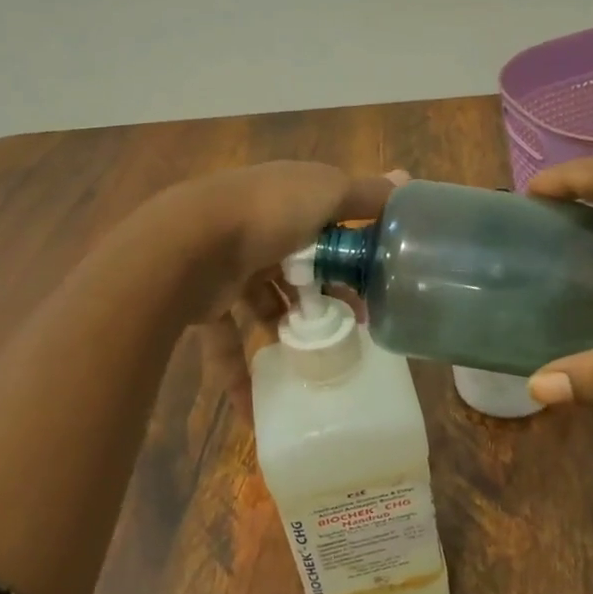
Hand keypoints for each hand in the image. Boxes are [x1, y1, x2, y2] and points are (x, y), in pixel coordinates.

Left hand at [136, 162, 404, 417]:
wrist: (186, 242)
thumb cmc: (267, 213)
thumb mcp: (327, 192)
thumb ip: (366, 194)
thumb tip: (406, 180)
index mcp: (287, 200)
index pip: (327, 226)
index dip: (352, 255)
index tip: (376, 288)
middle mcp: (258, 231)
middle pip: (299, 269)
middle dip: (325, 299)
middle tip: (353, 329)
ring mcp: (228, 267)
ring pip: (264, 305)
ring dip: (288, 331)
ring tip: (317, 361)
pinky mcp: (205, 304)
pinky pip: (226, 344)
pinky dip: (238, 376)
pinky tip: (256, 413)